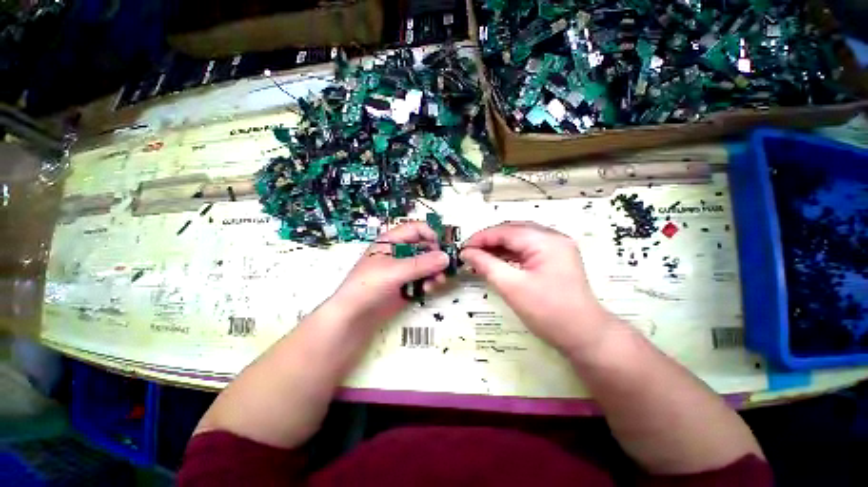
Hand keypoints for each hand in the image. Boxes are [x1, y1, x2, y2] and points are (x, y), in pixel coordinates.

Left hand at [328, 221, 449, 327]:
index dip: (430, 236)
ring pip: (426, 266)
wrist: (354, 315)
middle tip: (443, 270)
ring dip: (434, 273)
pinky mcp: (405, 287)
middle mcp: (398, 253)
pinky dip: (428, 284)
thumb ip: (421, 264)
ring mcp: (402, 271)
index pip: (416, 229)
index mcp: (390, 241)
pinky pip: (423, 281)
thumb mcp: (394, 271)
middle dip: (436, 258)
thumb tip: (446, 257)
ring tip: (435, 284)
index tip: (442, 249)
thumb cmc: (368, 286)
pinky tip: (427, 291)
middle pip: (425, 248)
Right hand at [460, 222, 611, 353]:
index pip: (507, 230)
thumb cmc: (548, 312)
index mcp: (546, 240)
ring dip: (502, 247)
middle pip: (516, 231)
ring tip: (480, 259)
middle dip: (491, 240)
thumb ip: (488, 266)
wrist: (583, 333)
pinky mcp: (561, 261)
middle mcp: (555, 238)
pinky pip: (533, 251)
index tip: (460, 250)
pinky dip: (515, 255)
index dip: (481, 238)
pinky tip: (501, 263)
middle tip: (468, 254)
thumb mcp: (513, 289)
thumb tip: (467, 253)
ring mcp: (560, 249)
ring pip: (525, 240)